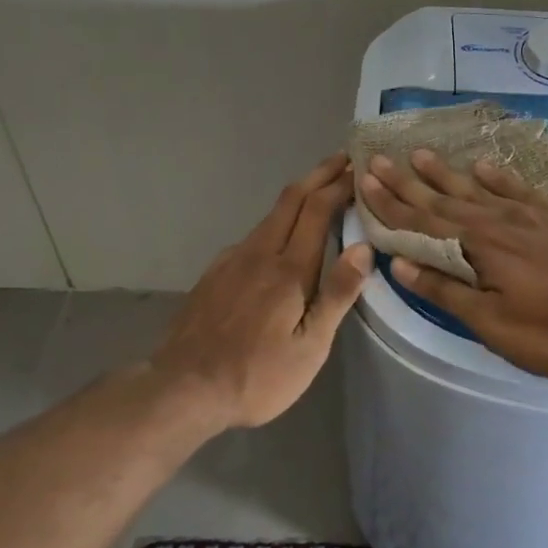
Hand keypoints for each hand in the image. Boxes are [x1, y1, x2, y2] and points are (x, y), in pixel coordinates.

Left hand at [151, 154, 372, 428]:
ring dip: (298, 197)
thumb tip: (363, 249)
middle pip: (291, 199)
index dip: (339, 184)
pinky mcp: (215, 273)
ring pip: (270, 216)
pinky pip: (252, 236)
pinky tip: (278, 239)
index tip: (358, 167)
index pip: (318, 210)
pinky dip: (275, 223)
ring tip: (319, 193)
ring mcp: (232, 260)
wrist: (184, 388)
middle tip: (342, 159)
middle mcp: (259, 252)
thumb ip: (337, 295)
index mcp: (289, 270)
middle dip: (319, 175)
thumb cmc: (258, 375)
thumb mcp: (310, 347)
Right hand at [358, 150, 547, 378]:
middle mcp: (498, 220)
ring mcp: (531, 214)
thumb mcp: (492, 324)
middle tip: (377, 159)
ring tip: (420, 154)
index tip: (364, 182)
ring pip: (478, 187)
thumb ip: (446, 291)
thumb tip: (400, 264)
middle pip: (444, 198)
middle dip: (407, 181)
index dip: (390, 205)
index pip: (422, 222)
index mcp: (478, 247)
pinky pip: (518, 187)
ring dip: (446, 172)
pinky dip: (497, 175)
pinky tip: (483, 165)